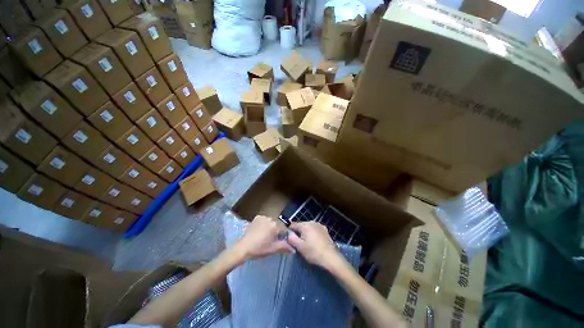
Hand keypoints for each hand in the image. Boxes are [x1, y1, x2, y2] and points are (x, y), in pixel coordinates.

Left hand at [236, 215, 294, 259]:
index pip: (282, 230)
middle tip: (267, 241)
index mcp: (275, 226)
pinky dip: (262, 224)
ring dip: (267, 227)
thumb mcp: (273, 249)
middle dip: (273, 232)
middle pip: (275, 225)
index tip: (274, 242)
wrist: (243, 247)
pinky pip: (262, 220)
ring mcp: (262, 217)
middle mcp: (270, 219)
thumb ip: (284, 247)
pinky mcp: (256, 218)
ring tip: (262, 236)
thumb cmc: (259, 248)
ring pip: (269, 222)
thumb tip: (294, 250)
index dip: (279, 237)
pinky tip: (258, 231)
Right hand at [287, 221, 341, 269]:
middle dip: (298, 232)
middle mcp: (312, 222)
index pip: (293, 225)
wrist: (331, 257)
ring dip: (306, 233)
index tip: (290, 239)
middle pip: (301, 225)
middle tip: (299, 243)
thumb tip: (287, 232)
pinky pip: (315, 229)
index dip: (290, 231)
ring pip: (308, 227)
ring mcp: (319, 225)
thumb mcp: (299, 247)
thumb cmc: (313, 252)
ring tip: (307, 243)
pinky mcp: (325, 229)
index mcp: (305, 225)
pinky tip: (315, 242)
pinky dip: (312, 233)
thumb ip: (291, 238)